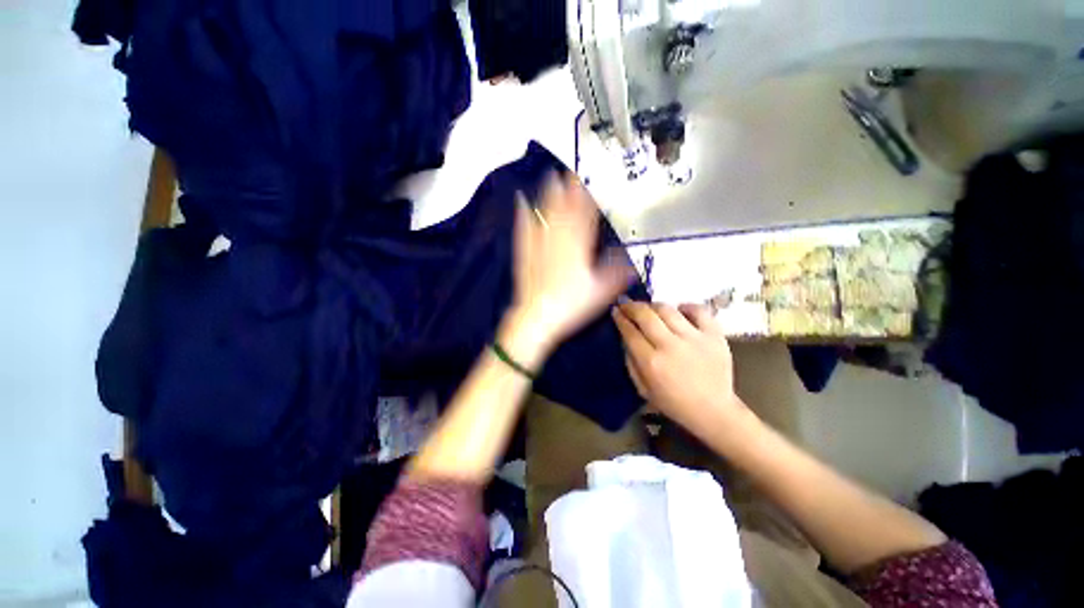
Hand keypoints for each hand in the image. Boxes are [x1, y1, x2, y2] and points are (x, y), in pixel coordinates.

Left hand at [504, 174, 635, 361]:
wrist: (538, 316)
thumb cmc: (571, 305)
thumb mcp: (600, 292)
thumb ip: (616, 275)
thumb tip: (631, 264)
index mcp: (579, 249)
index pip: (585, 217)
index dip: (587, 198)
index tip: (589, 181)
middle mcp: (559, 241)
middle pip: (564, 210)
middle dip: (567, 188)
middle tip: (568, 169)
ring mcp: (540, 245)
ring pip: (545, 214)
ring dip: (548, 194)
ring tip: (549, 176)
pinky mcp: (525, 253)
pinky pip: (524, 228)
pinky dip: (523, 214)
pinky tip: (521, 201)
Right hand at [613, 302, 752, 435]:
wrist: (714, 411)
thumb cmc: (674, 403)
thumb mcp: (643, 389)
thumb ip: (631, 362)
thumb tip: (626, 337)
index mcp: (652, 362)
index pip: (630, 332)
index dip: (620, 318)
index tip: (615, 311)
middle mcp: (671, 346)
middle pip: (646, 315)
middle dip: (632, 306)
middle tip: (626, 304)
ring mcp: (695, 338)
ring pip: (668, 310)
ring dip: (654, 306)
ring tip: (650, 309)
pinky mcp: (715, 336)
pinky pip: (699, 310)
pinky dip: (686, 307)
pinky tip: (680, 311)